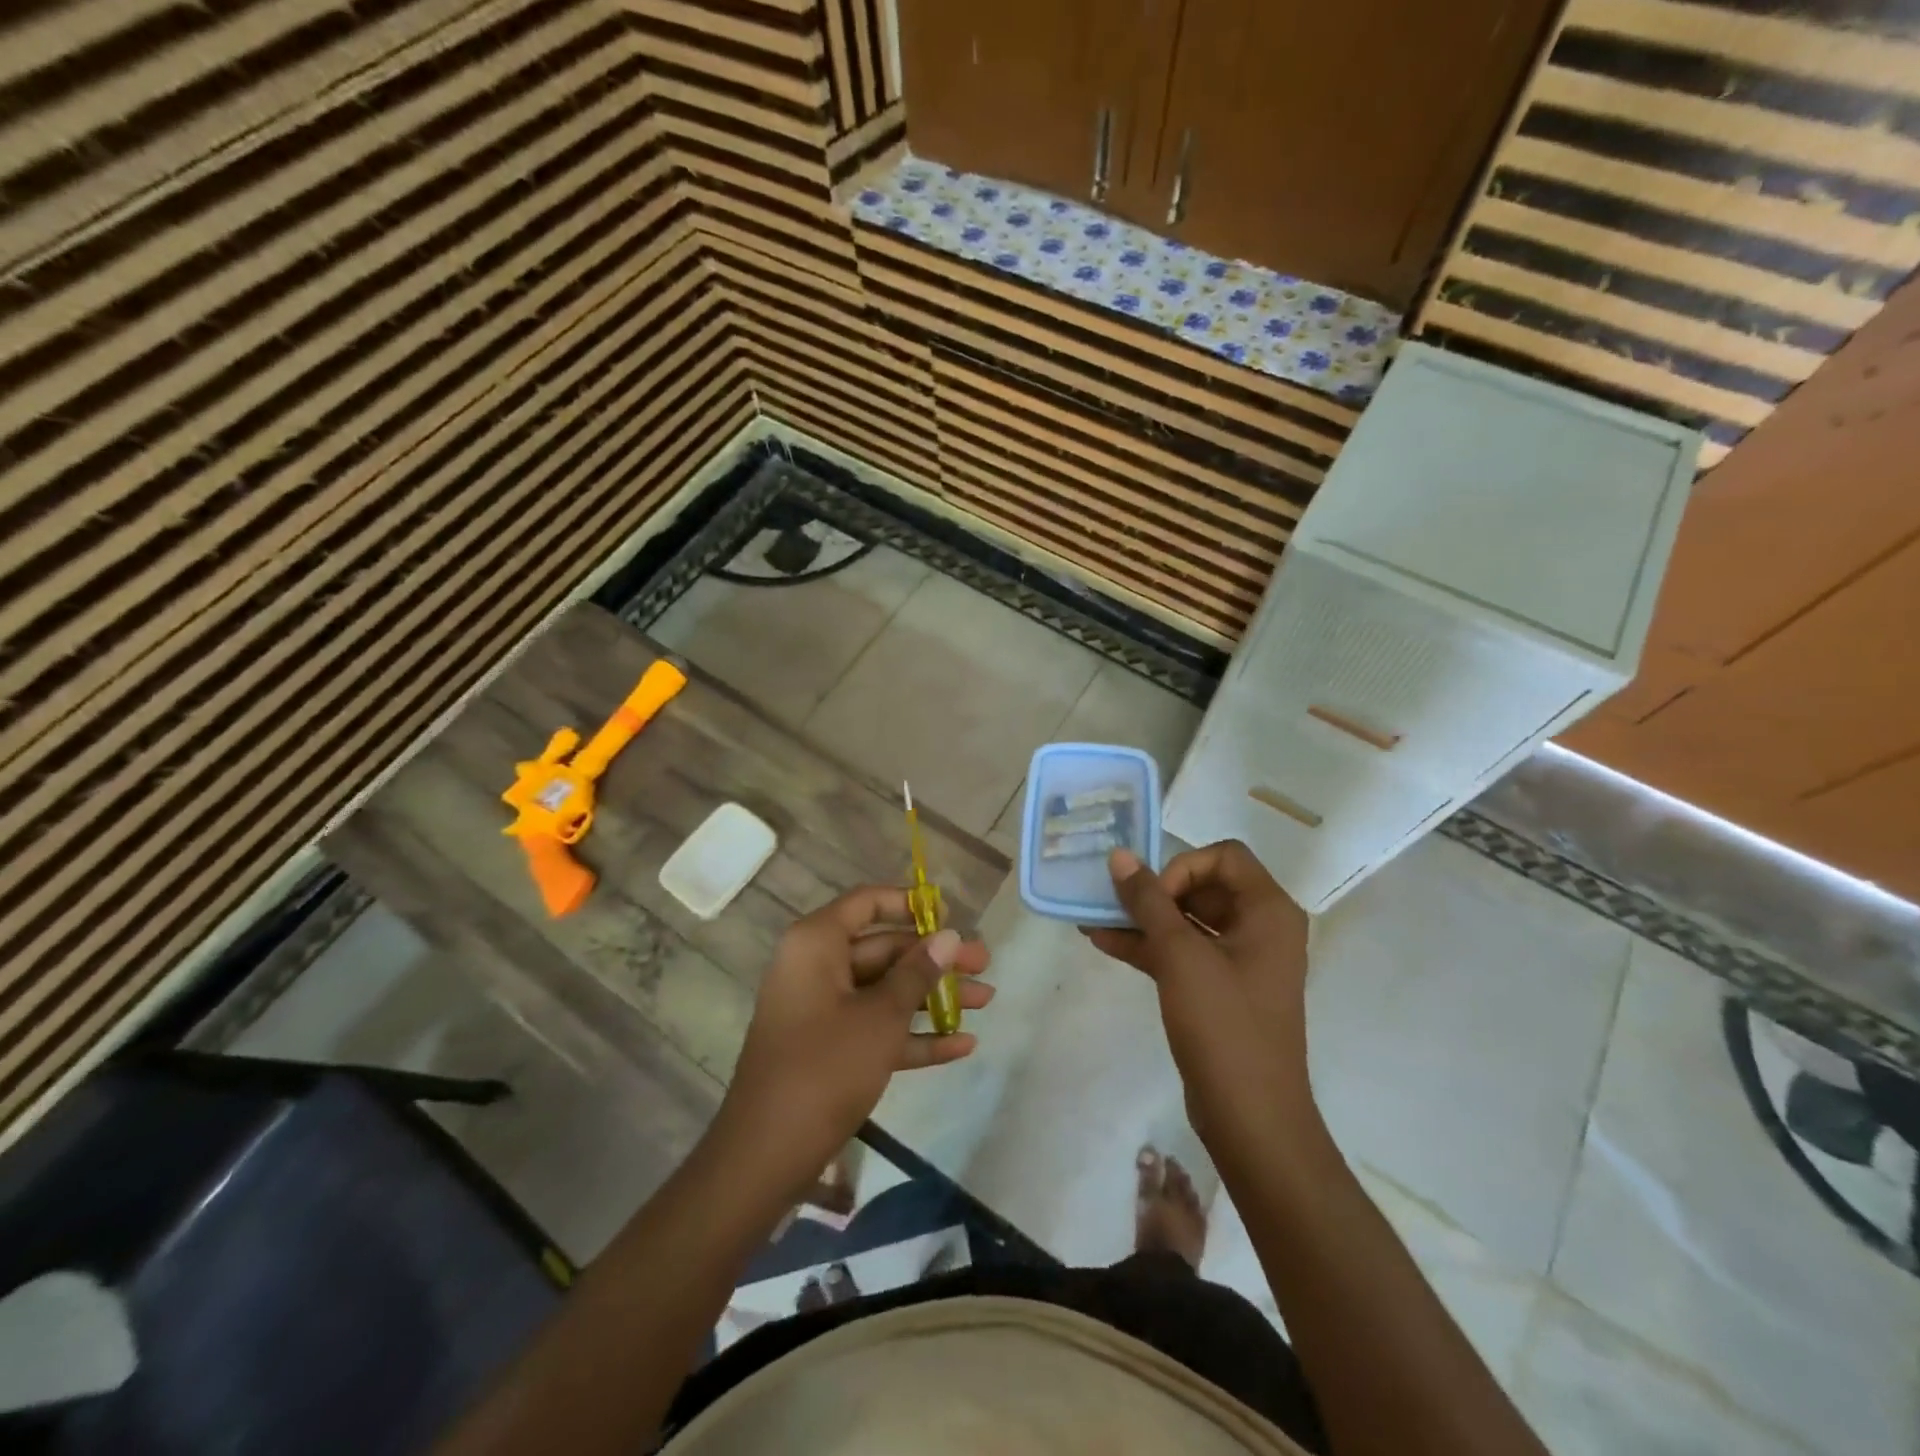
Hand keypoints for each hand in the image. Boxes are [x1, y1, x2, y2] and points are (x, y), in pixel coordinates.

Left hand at [718, 886, 992, 1190]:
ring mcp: (821, 1010)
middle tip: (985, 966)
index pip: (867, 903)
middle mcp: (816, 967)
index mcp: (817, 944)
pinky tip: (962, 1045)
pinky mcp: (828, 1048)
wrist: (766, 1155)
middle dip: (936, 961)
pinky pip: (875, 1028)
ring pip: (884, 991)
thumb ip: (917, 974)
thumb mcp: (880, 1017)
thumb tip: (950, 937)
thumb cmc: (825, 1068)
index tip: (950, 917)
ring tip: (986, 1001)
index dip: (910, 904)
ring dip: (933, 998)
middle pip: (883, 950)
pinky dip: (913, 1034)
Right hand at [1083, 841, 1318, 1167]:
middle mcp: (1261, 928)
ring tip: (1093, 918)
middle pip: (1203, 886)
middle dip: (1154, 892)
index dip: (1182, 867)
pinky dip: (1149, 946)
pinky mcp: (1221, 989)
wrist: (1249, 1117)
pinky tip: (1104, 942)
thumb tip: (1120, 856)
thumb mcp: (1180, 956)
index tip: (1153, 897)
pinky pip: (1184, 952)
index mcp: (1269, 911)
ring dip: (1144, 919)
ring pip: (1188, 921)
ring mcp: (1241, 961)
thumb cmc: (1223, 1025)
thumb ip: (1148, 901)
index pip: (1224, 856)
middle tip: (1113, 902)